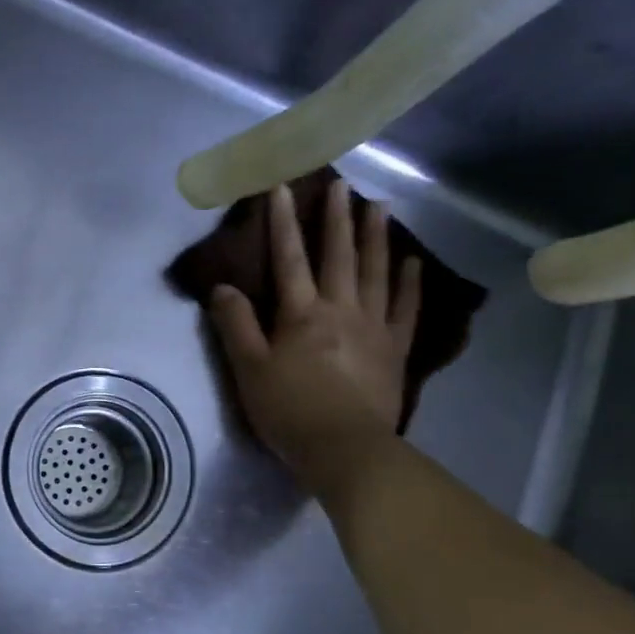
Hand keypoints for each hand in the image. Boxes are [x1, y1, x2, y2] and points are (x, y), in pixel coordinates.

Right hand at [208, 180, 421, 494]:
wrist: (345, 449)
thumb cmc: (289, 410)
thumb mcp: (248, 369)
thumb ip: (235, 325)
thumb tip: (223, 288)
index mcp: (302, 314)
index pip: (289, 259)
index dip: (283, 223)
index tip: (282, 188)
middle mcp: (341, 309)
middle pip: (338, 256)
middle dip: (336, 218)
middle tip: (341, 184)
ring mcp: (373, 327)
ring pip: (376, 272)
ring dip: (375, 237)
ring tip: (379, 206)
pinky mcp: (394, 349)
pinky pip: (405, 308)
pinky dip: (409, 282)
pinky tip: (411, 262)